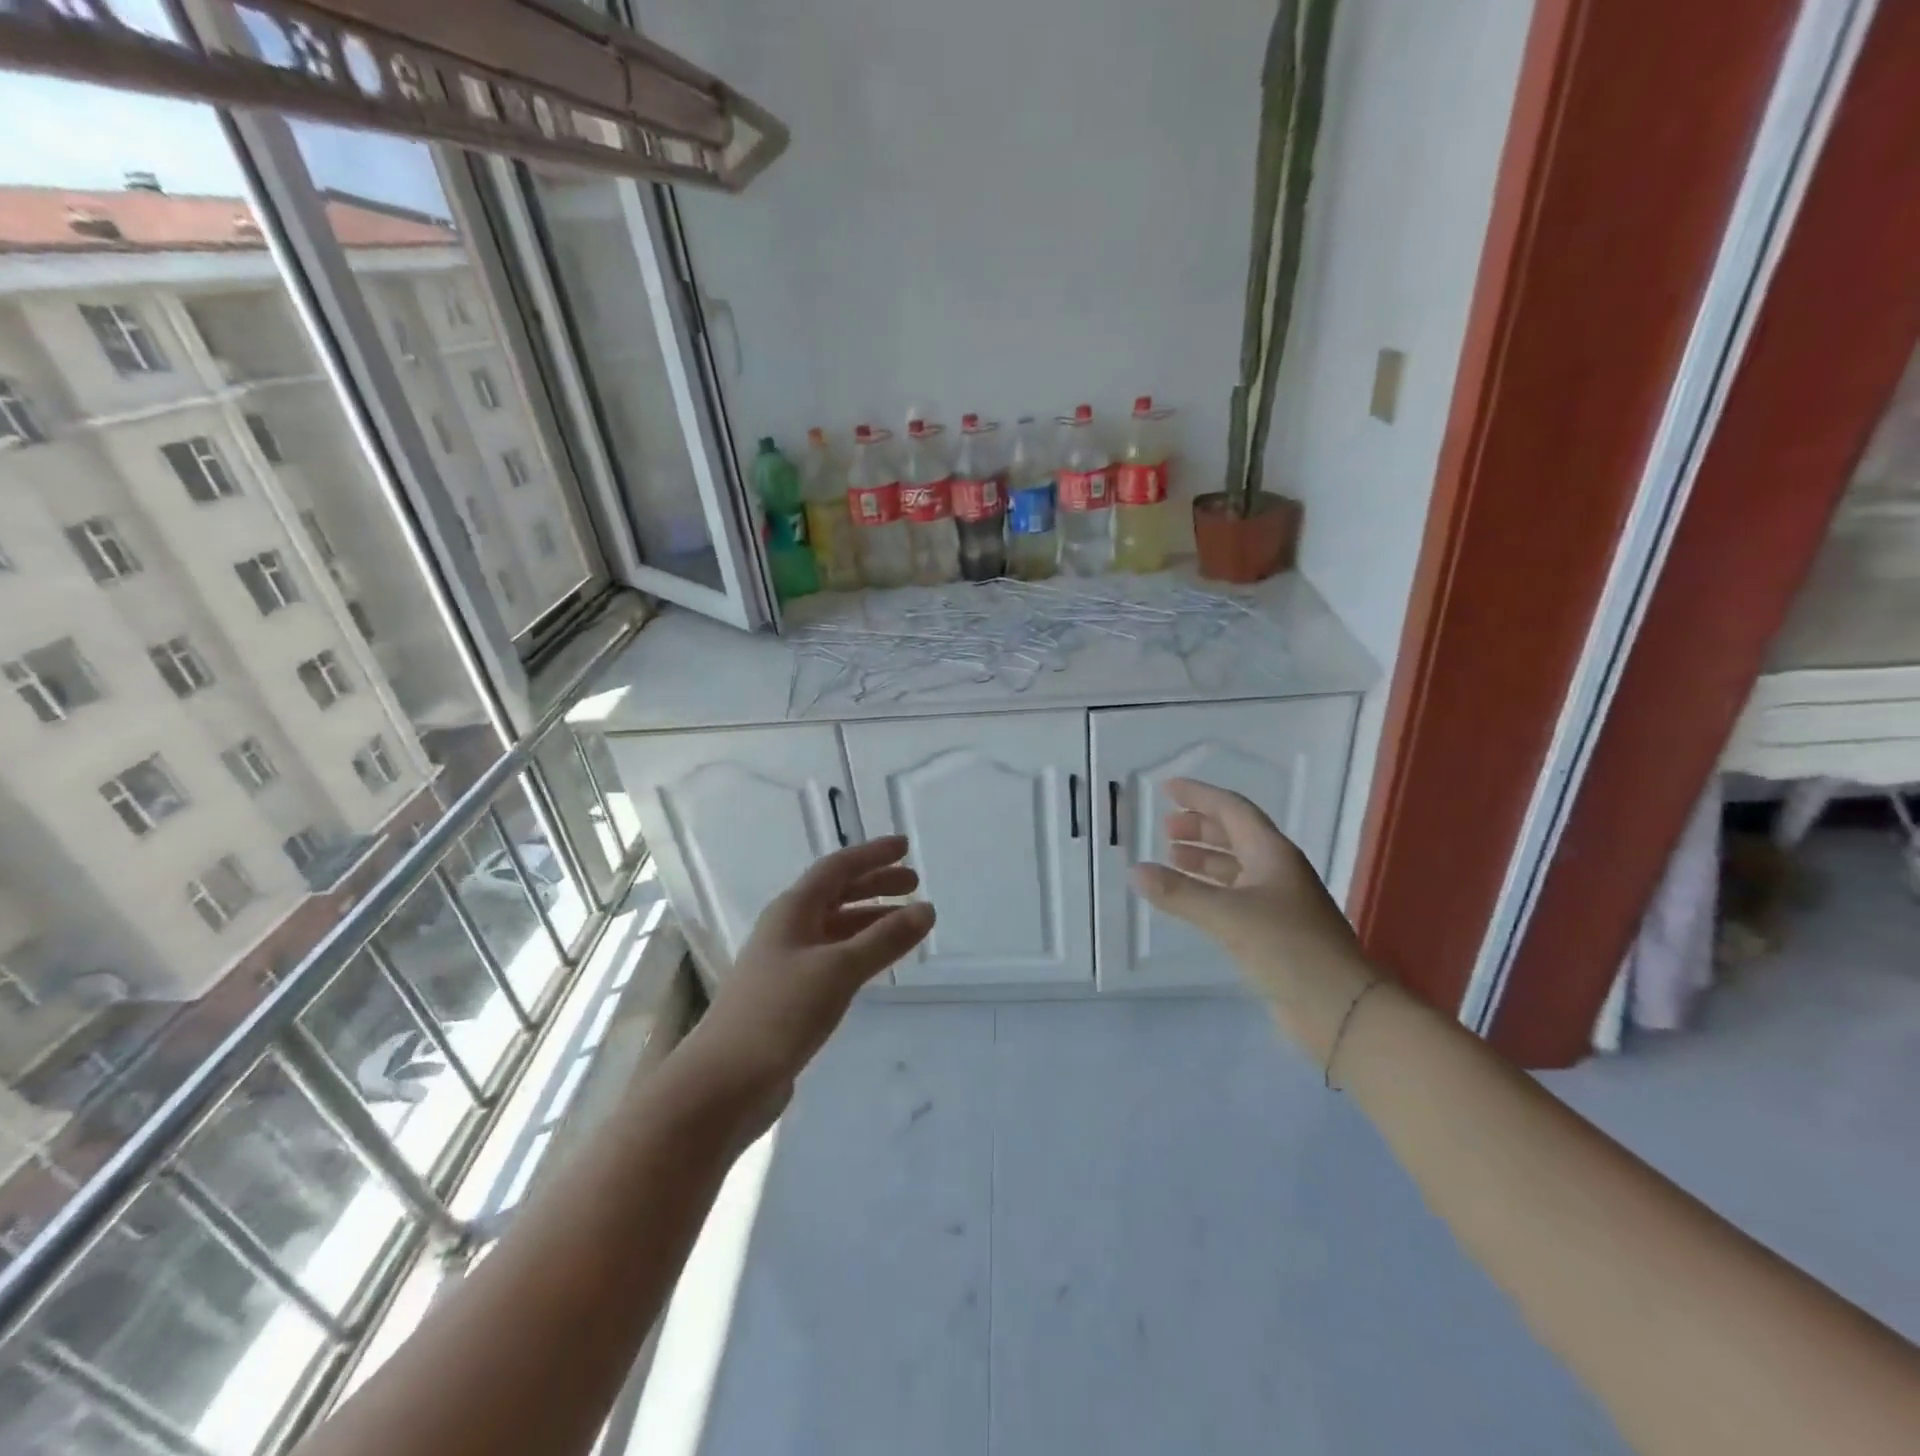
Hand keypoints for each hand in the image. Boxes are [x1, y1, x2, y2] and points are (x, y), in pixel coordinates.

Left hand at [682, 836, 934, 1109]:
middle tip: (914, 885)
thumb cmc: (779, 1013)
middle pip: (836, 894)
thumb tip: (926, 909)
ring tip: (905, 924)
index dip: (872, 855)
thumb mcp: (838, 970)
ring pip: (834, 928)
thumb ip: (884, 939)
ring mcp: (785, 963)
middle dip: (875, 885)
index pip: (837, 868)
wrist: (722, 1083)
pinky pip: (831, 958)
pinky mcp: (788, 997)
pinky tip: (875, 964)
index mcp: (792, 910)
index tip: (905, 847)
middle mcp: (787, 929)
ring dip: (869, 919)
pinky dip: (858, 951)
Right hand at [1131, 778, 1376, 1062]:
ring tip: (1170, 859)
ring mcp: (1278, 902)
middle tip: (1165, 829)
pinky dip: (1209, 889)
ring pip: (1235, 867)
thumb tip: (1135, 871)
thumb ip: (1180, 893)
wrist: (1342, 1008)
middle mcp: (1277, 870)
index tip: (1166, 789)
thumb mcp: (1228, 916)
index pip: (1232, 809)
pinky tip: (1191, 900)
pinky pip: (1235, 896)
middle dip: (1200, 827)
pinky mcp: (1275, 932)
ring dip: (1203, 859)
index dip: (1199, 796)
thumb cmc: (1288, 948)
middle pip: (1235, 835)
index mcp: (1272, 853)